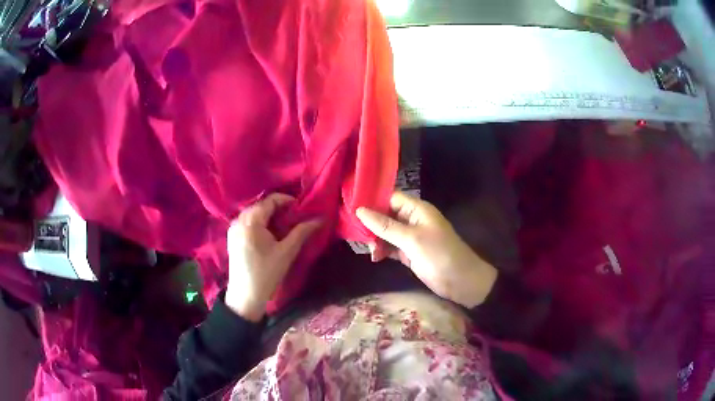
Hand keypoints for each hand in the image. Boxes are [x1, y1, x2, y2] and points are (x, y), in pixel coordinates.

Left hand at [225, 194, 320, 321]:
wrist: (245, 296)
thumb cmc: (266, 273)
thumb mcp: (287, 252)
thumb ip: (302, 232)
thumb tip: (320, 218)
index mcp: (251, 221)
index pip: (271, 200)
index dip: (288, 201)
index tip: (302, 209)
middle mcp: (239, 220)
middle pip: (261, 205)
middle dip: (279, 209)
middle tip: (296, 218)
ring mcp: (233, 228)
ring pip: (254, 213)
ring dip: (270, 216)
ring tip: (285, 226)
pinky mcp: (233, 237)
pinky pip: (248, 222)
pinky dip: (261, 223)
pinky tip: (270, 235)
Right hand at [356, 192, 497, 308]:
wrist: (462, 282)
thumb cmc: (440, 255)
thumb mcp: (412, 239)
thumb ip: (385, 226)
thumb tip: (359, 210)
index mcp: (417, 209)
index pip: (390, 197)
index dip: (371, 200)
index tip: (349, 205)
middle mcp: (412, 219)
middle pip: (386, 214)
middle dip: (370, 222)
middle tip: (353, 232)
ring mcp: (411, 237)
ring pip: (386, 232)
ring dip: (375, 239)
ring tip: (366, 248)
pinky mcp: (410, 253)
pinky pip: (391, 247)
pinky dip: (382, 250)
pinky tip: (375, 257)